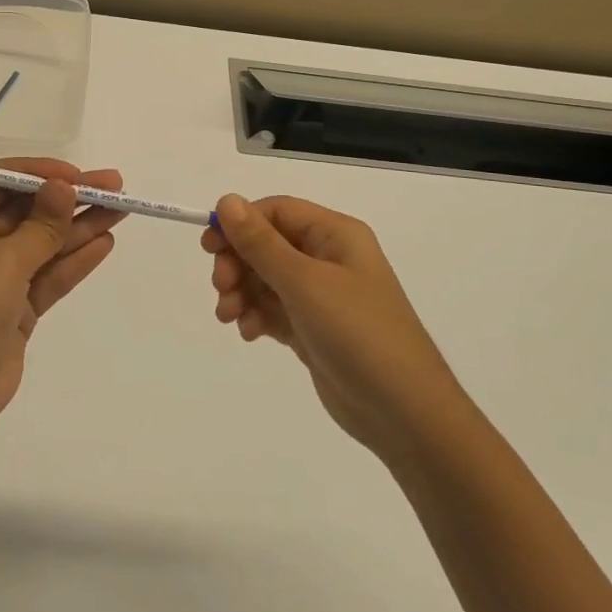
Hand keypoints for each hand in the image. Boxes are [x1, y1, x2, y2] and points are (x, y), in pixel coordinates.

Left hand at [0, 159, 125, 428]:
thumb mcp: (4, 262)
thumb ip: (40, 225)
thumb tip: (64, 187)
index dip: (39, 174)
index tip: (77, 175)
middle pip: (28, 211)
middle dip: (70, 199)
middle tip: (115, 186)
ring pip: (45, 242)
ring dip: (80, 226)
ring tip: (122, 210)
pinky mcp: (17, 307)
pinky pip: (50, 274)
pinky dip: (75, 260)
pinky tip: (105, 243)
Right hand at [202, 195, 459, 462]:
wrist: (403, 411)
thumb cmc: (357, 332)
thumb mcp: (304, 282)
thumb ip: (261, 243)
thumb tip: (227, 200)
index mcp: (335, 235)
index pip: (277, 211)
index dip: (241, 223)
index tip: (209, 247)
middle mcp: (329, 258)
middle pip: (268, 245)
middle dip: (238, 263)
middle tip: (221, 287)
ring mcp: (322, 296)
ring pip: (266, 279)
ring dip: (242, 292)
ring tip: (229, 317)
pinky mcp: (314, 329)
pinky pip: (274, 310)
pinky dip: (256, 316)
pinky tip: (249, 333)